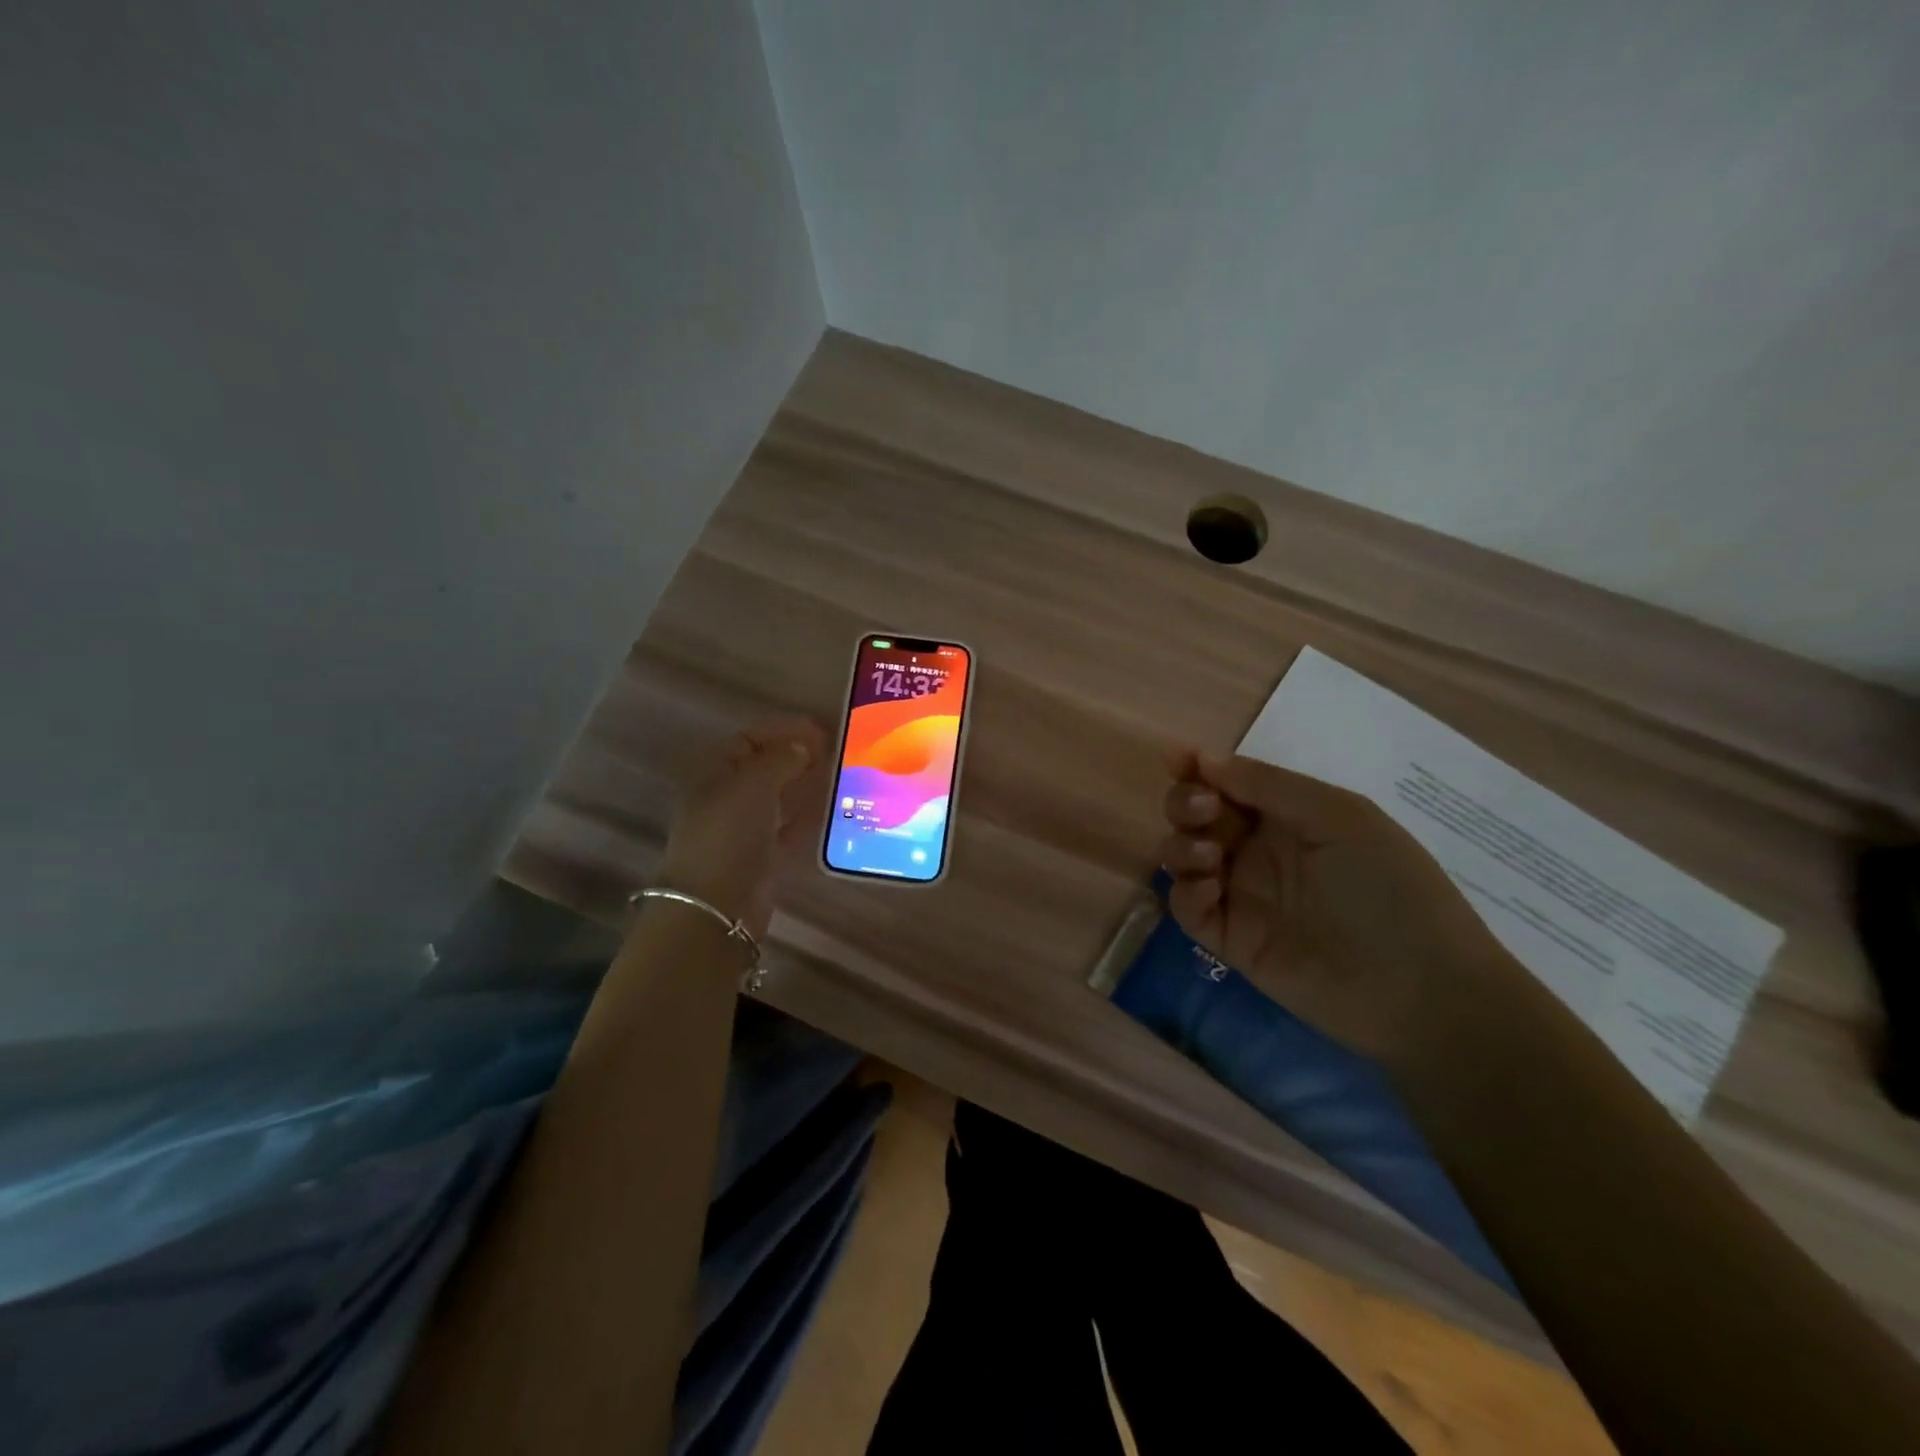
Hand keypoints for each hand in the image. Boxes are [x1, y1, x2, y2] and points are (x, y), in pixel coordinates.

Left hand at [658, 716, 828, 938]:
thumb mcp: (753, 785)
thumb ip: (780, 760)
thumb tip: (802, 747)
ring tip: (840, 774)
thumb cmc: (728, 834)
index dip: (782, 731)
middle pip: (765, 767)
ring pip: (780, 797)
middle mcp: (729, 798)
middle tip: (835, 750)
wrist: (716, 905)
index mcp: (715, 774)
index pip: (749, 740)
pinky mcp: (764, 856)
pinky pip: (790, 828)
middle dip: (798, 755)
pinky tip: (833, 808)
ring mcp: (746, 829)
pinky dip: (809, 816)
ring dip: (806, 783)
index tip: (819, 730)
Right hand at [1158, 747, 1515, 1062]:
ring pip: (1183, 858)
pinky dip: (1186, 892)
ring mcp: (1242, 895)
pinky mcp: (1230, 940)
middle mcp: (1257, 850)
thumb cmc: (1390, 887)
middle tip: (1204, 810)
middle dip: (1186, 802)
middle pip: (1196, 815)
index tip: (1177, 760)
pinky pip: (1187, 908)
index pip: (1230, 783)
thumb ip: (1269, 785)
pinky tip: (1210, 891)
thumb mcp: (1339, 817)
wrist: (1418, 989)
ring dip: (1181, 845)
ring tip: (1209, 856)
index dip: (1199, 768)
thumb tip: (1205, 759)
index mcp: (1287, 816)